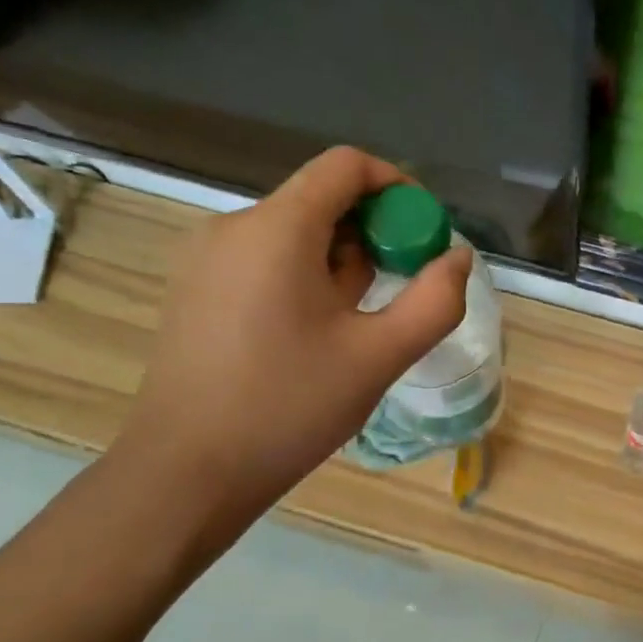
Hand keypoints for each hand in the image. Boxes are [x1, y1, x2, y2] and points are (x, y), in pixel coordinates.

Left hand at [113, 146, 472, 557]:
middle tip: (394, 295)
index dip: (398, 187)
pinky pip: (265, 260)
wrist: (184, 475)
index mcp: (278, 228)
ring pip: (295, 234)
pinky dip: (303, 279)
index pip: (346, 165)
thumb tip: (458, 257)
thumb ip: (434, 301)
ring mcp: (206, 258)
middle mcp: (234, 227)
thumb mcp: (379, 356)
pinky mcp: (195, 289)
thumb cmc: (287, 408)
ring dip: (339, 263)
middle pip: (322, 200)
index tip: (425, 234)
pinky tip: (310, 338)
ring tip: (351, 329)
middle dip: (372, 235)